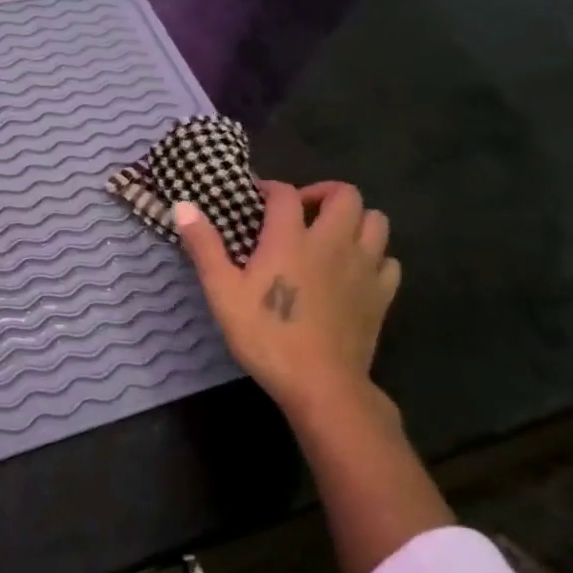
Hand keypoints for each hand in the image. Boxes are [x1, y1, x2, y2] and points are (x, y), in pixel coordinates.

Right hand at [174, 180, 400, 425]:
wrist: (320, 384)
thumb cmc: (266, 336)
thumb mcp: (222, 292)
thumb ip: (204, 246)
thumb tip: (183, 205)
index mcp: (291, 238)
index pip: (285, 194)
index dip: (270, 188)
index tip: (257, 198)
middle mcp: (333, 242)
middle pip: (344, 194)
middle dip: (322, 193)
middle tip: (301, 212)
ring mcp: (364, 267)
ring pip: (376, 220)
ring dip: (355, 220)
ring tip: (332, 236)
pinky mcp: (382, 294)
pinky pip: (389, 260)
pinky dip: (375, 257)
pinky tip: (355, 271)